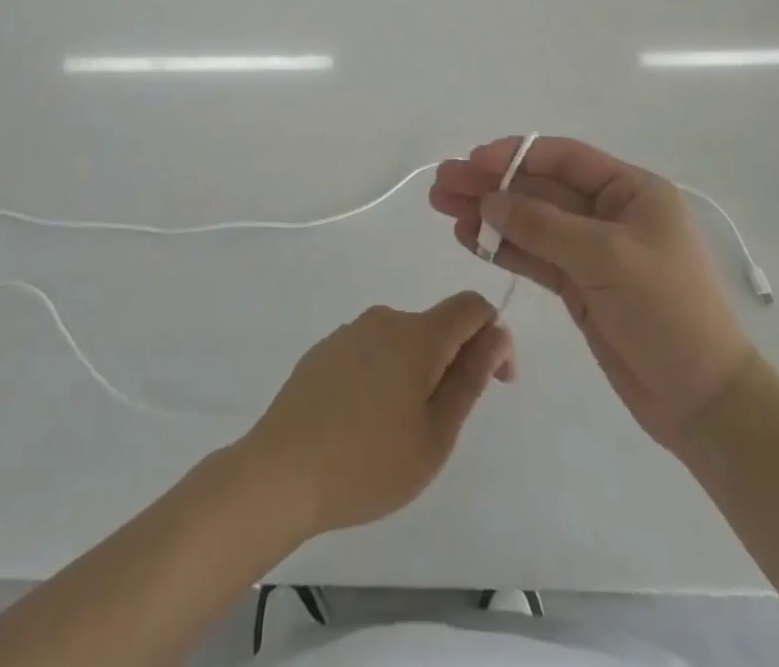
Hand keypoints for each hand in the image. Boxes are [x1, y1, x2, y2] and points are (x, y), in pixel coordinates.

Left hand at [242, 293, 514, 537]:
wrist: (280, 472)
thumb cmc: (368, 462)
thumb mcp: (435, 433)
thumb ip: (470, 378)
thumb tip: (497, 333)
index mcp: (417, 334)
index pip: (471, 307)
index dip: (494, 337)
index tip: (496, 384)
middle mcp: (383, 319)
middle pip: (436, 327)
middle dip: (453, 364)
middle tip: (441, 428)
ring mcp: (349, 332)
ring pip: (402, 343)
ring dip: (417, 374)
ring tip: (399, 434)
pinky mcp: (324, 350)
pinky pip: (371, 352)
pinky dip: (384, 377)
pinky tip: (364, 424)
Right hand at [431, 137, 753, 453]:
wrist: (704, 402)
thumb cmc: (667, 312)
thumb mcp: (606, 257)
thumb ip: (543, 226)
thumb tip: (489, 201)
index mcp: (631, 191)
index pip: (564, 158)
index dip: (515, 154)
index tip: (472, 161)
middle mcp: (610, 212)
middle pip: (540, 188)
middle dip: (491, 183)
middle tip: (442, 183)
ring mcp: (592, 251)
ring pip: (531, 221)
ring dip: (489, 214)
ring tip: (443, 206)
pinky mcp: (580, 286)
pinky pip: (534, 256)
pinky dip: (502, 247)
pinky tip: (468, 239)